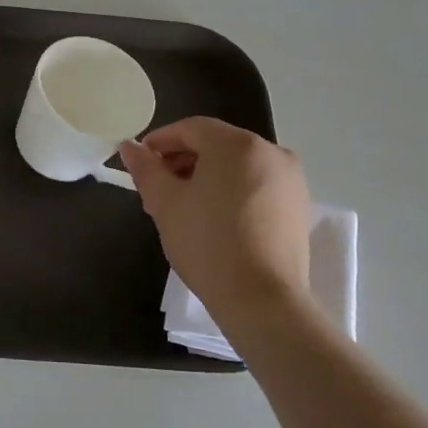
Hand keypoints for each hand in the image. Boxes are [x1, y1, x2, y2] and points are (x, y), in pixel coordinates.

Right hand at [119, 117, 310, 318]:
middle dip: (183, 160)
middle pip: (216, 144)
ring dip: (206, 176)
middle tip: (157, 189)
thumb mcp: (165, 203)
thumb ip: (146, 169)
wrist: (262, 299)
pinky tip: (214, 219)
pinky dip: (231, 191)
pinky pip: (256, 184)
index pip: (191, 128)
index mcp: (237, 144)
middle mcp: (271, 151)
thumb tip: (129, 147)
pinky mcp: (298, 206)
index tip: (140, 163)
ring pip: (237, 166)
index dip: (160, 141)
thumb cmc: (207, 243)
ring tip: (183, 207)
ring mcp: (290, 179)